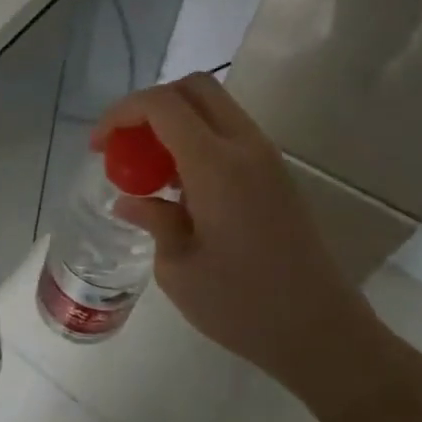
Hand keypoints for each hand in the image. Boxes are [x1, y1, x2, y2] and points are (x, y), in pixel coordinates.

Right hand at [93, 75, 402, 415]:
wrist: (323, 333)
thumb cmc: (242, 306)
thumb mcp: (177, 269)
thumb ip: (152, 220)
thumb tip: (130, 201)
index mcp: (217, 165)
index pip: (162, 105)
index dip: (121, 114)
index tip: (98, 147)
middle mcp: (246, 148)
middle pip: (195, 88)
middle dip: (149, 106)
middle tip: (124, 145)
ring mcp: (268, 160)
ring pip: (215, 109)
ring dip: (175, 124)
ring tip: (148, 170)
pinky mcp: (278, 177)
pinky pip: (230, 135)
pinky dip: (197, 141)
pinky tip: (180, 188)